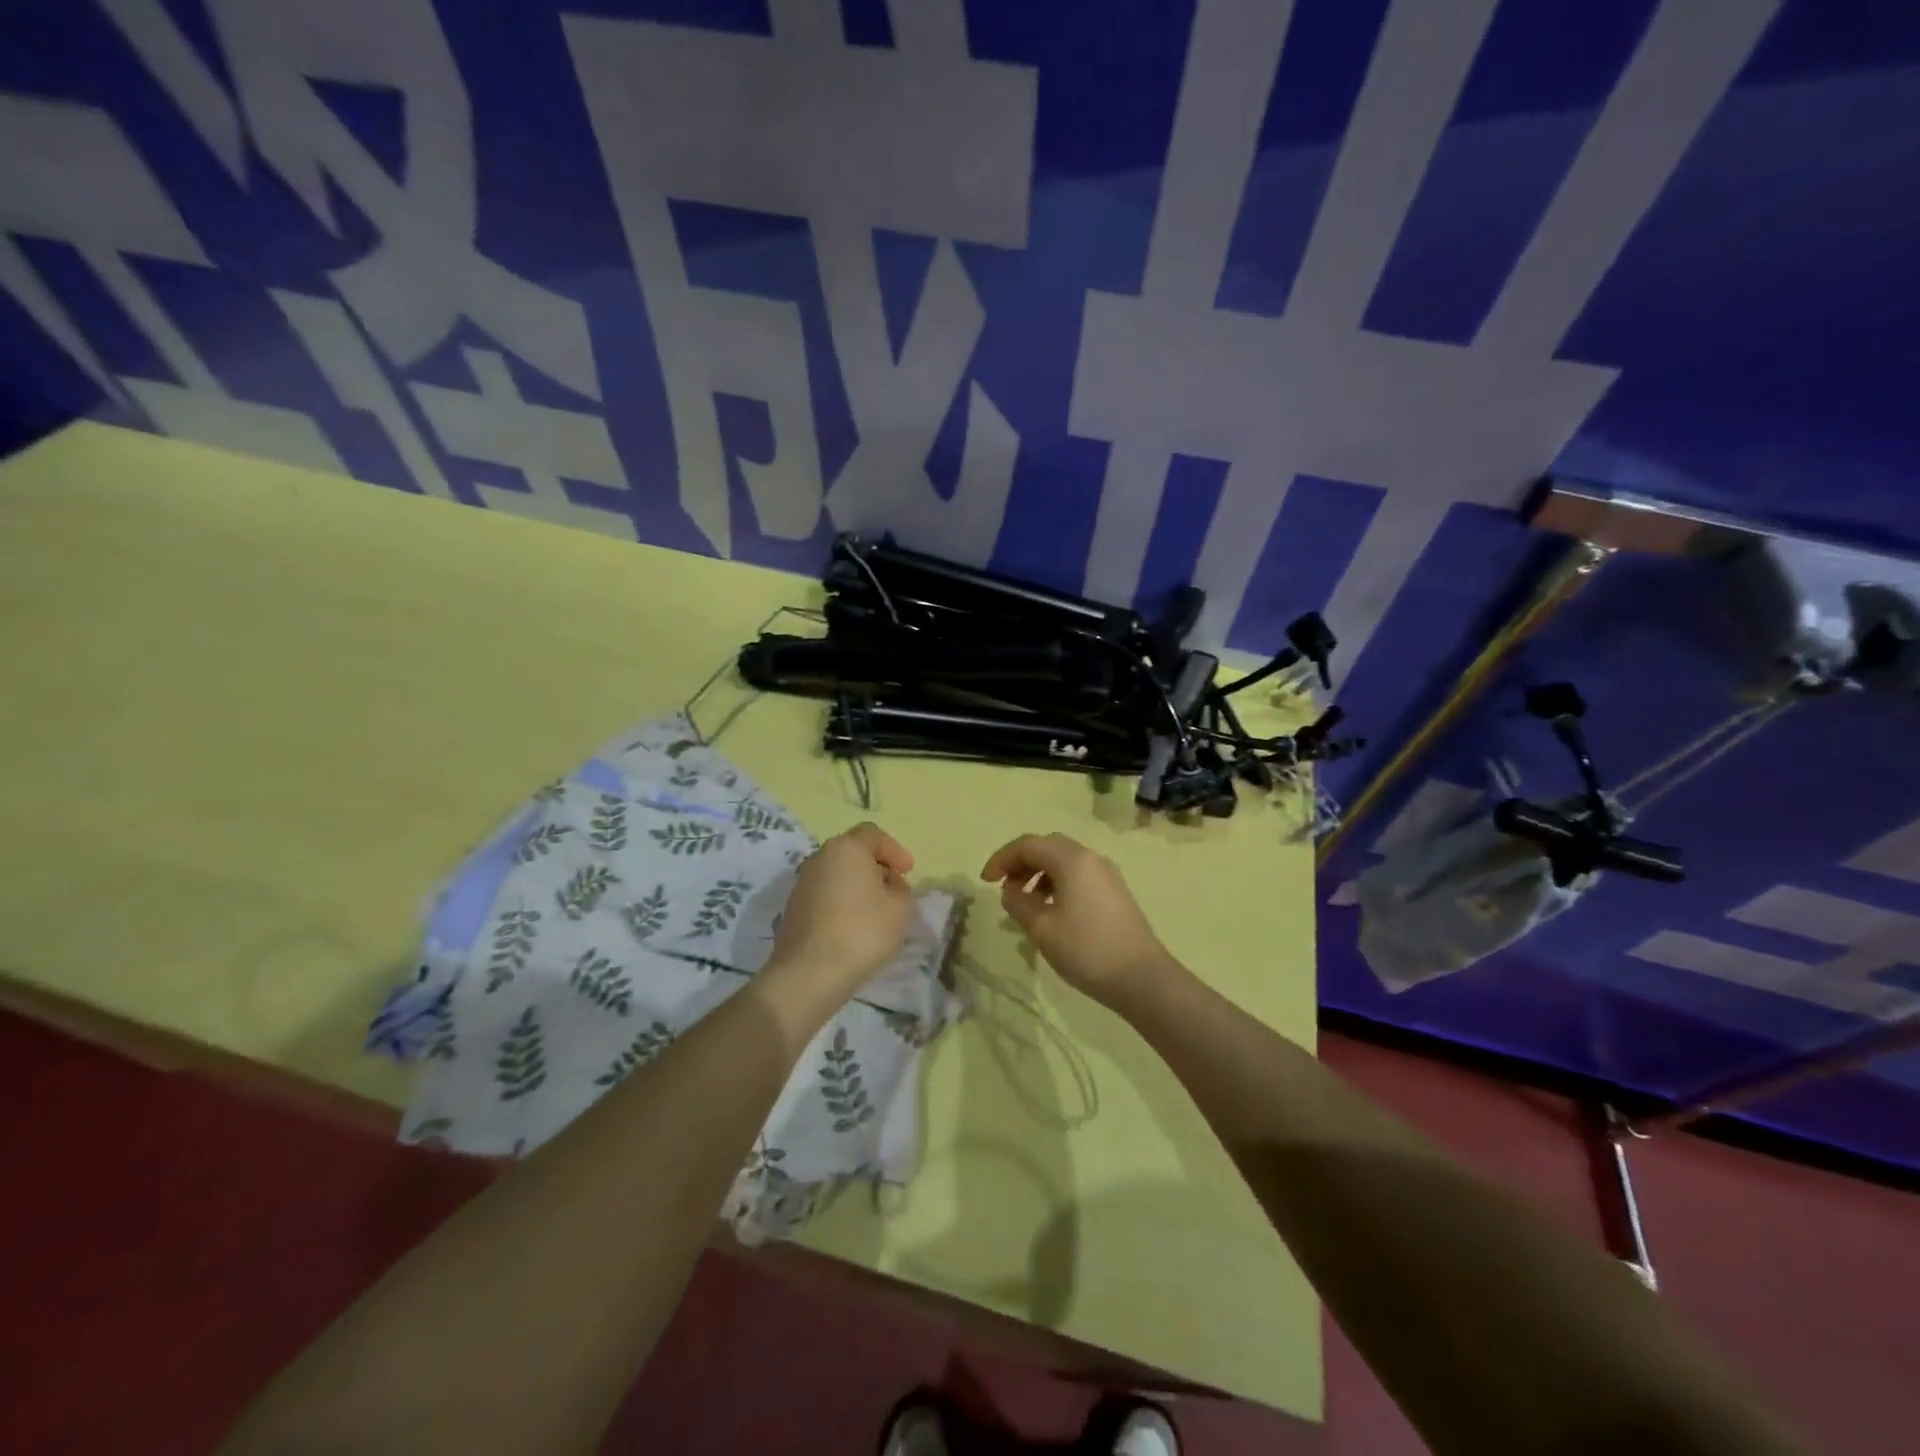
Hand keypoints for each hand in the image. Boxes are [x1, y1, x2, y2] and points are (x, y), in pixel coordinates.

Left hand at [767, 822, 916, 1007]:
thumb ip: (901, 889)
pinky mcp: (793, 909)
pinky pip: (825, 895)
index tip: (908, 871)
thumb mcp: (900, 908)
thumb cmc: (862, 932)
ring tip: (876, 910)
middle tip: (894, 888)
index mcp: (846, 848)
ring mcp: (802, 884)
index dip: (894, 850)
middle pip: (852, 852)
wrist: (810, 973)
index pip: (873, 834)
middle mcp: (820, 858)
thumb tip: (888, 884)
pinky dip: (842, 902)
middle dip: (876, 867)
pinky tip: (853, 926)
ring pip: (837, 875)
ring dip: (858, 886)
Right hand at [981, 833, 1179, 1007]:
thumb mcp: (1042, 928)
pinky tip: (1051, 911)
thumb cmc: (1087, 950)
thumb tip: (1010, 890)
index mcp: (1072, 860)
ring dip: (1039, 874)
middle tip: (1004, 886)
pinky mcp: (1115, 892)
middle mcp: (1091, 858)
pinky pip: (1078, 875)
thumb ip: (1018, 903)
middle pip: (1047, 847)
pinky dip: (1057, 884)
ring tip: (1025, 902)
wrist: (1143, 978)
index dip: (1002, 858)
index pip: (1028, 845)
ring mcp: (1106, 874)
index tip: (984, 881)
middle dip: (1021, 862)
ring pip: (1064, 861)